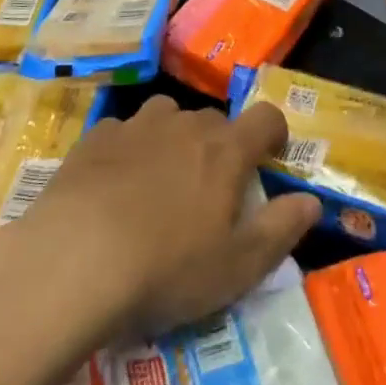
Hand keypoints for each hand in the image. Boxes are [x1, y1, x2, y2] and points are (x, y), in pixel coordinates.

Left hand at [0, 96, 320, 342]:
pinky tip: (114, 187)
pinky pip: (125, 132)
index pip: (266, 117)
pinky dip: (129, 150)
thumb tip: (311, 202)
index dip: (275, 134)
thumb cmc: (166, 268)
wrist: (74, 260)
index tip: (270, 160)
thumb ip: (281, 230)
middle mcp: (185, 124)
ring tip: (160, 185)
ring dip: (173, 141)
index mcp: (225, 150)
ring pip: (168, 118)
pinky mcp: (96, 137)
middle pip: (215, 121)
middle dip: (220, 147)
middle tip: (209, 192)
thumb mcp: (237, 267)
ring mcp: (137, 126)